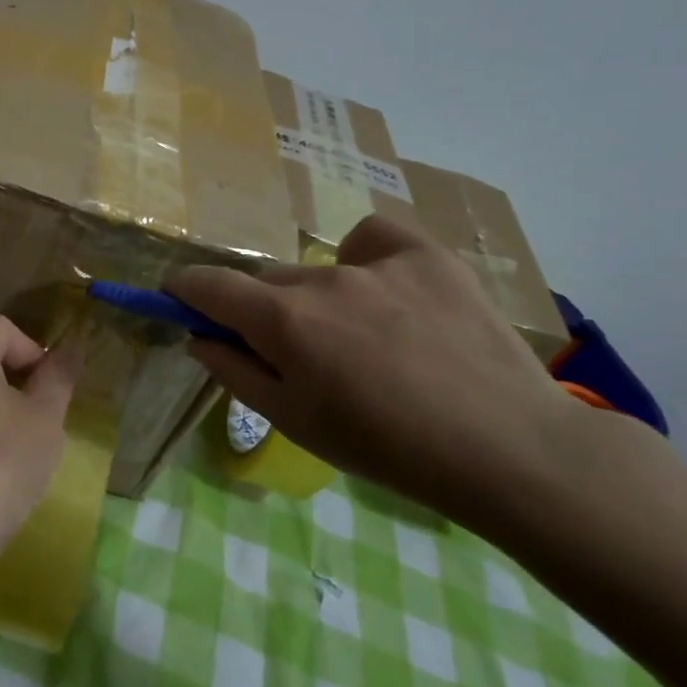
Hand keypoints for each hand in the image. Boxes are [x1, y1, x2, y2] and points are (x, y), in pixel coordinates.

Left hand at [0, 314, 81, 572]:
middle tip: (44, 415)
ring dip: (4, 410)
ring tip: (27, 446)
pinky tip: (2, 471)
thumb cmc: (2, 461)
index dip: (30, 346)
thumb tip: (71, 346)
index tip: (48, 385)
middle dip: (19, 379)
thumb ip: (58, 377)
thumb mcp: (44, 417)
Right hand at [167, 215, 586, 529]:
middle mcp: (321, 281)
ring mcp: (377, 263)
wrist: (506, 448)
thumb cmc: (386, 448)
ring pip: (318, 271)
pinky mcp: (427, 255)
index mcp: (282, 323)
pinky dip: (366, 257)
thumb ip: (235, 373)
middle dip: (261, 312)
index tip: (180, 299)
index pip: (207, 284)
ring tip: (363, 338)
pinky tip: (389, 290)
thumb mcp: (294, 423)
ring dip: (316, 299)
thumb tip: (199, 337)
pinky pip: (372, 239)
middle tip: (294, 353)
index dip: (183, 288)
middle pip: (266, 283)